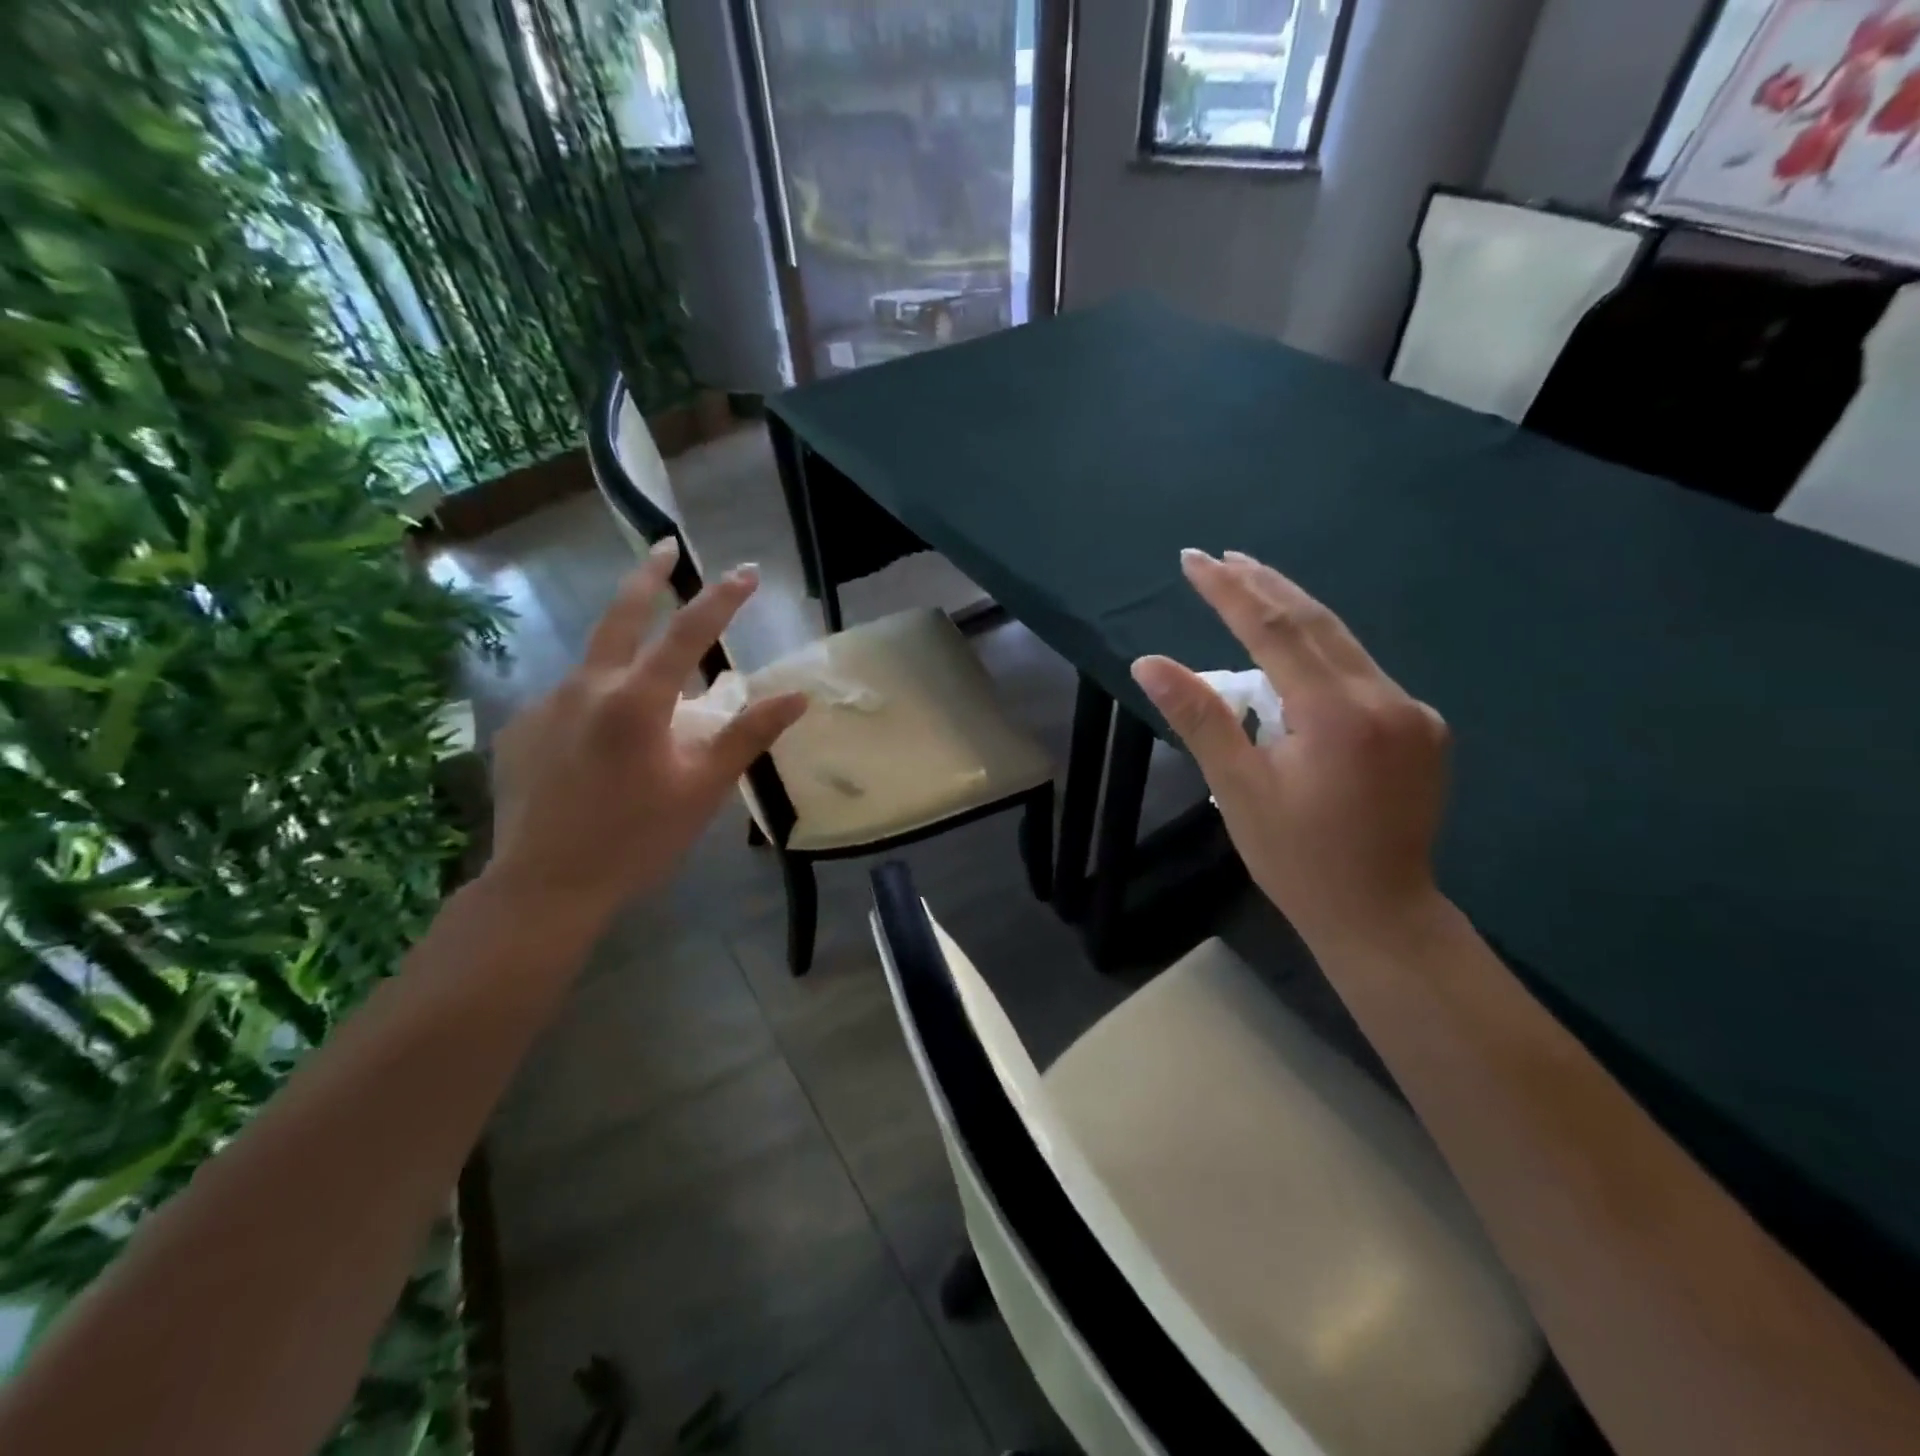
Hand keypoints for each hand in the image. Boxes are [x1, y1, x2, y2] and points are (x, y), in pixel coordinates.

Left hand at [486, 539, 806, 929]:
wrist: (543, 888)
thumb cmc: (636, 839)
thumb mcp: (703, 789)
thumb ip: (748, 735)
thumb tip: (796, 696)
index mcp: (636, 701)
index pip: (688, 633)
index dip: (721, 599)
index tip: (747, 571)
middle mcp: (585, 687)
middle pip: (618, 615)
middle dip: (647, 576)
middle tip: (665, 546)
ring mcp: (544, 706)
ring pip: (593, 664)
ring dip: (623, 655)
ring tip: (647, 689)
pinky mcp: (520, 730)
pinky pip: (568, 702)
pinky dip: (594, 704)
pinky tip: (600, 743)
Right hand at [1131, 549, 1449, 949]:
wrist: (1381, 915)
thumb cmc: (1297, 859)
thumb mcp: (1239, 789)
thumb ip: (1200, 717)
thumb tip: (1149, 663)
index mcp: (1337, 715)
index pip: (1274, 631)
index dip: (1229, 592)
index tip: (1193, 560)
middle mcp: (1385, 698)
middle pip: (1315, 622)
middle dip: (1263, 585)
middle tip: (1220, 556)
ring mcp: (1412, 711)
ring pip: (1343, 642)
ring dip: (1293, 610)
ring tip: (1250, 581)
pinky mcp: (1422, 727)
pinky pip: (1361, 671)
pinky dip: (1320, 649)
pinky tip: (1294, 649)